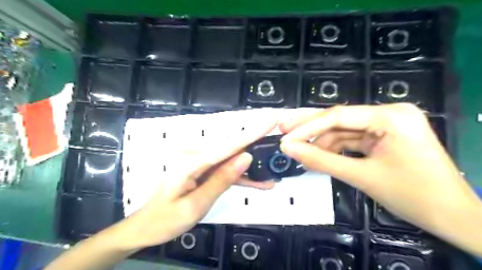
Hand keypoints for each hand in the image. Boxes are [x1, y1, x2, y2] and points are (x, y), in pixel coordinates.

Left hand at [45, 114, 278, 269]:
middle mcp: (197, 156)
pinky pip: (225, 170)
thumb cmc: (166, 219)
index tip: (271, 120)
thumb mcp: (196, 204)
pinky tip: (257, 183)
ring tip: (270, 176)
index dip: (252, 132)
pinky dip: (240, 177)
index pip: (229, 145)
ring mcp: (200, 162)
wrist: (146, 227)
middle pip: (232, 148)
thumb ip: (222, 179)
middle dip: (256, 146)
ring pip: (231, 161)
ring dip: (251, 168)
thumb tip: (246, 157)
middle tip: (277, 146)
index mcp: (193, 161)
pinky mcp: (203, 170)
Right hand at [277, 105, 481, 255]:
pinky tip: (319, 156)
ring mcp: (388, 124)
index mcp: (390, 117)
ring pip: (344, 130)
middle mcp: (390, 113)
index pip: (337, 116)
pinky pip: (353, 139)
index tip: (285, 137)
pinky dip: (336, 148)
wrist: (453, 217)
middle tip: (283, 130)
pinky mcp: (386, 135)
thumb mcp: (360, 176)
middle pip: (339, 119)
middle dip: (310, 127)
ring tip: (301, 153)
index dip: (307, 127)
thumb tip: (289, 149)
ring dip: (322, 142)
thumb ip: (320, 160)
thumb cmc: (412, 196)